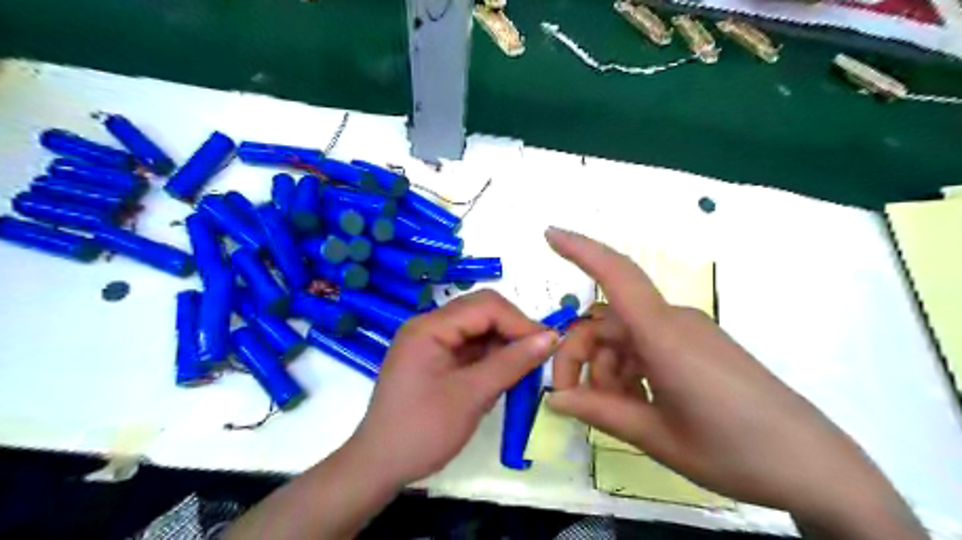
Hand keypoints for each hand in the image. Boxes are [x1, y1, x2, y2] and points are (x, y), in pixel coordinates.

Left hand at [348, 290, 555, 486]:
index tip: (547, 345)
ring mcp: (430, 342)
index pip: (485, 306)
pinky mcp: (434, 359)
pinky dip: (489, 359)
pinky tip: (500, 377)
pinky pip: (468, 348)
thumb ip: (512, 362)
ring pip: (477, 330)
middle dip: (512, 330)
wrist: (379, 467)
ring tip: (521, 370)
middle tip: (537, 356)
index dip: (519, 321)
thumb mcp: (472, 395)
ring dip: (502, 345)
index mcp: (430, 327)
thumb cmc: (423, 431)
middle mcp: (429, 326)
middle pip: (481, 313)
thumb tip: (551, 336)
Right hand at [540, 225, 923, 534]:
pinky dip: (629, 368)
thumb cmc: (735, 453)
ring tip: (617, 411)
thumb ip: (600, 411)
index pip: (616, 275)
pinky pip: (647, 345)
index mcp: (664, 336)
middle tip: (572, 400)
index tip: (549, 234)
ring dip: (606, 368)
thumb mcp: (656, 436)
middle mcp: (673, 321)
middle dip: (580, 355)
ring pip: (624, 337)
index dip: (580, 249)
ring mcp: (688, 332)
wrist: (815, 468)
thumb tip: (555, 400)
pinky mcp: (697, 345)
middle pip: (607, 322)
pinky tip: (638, 402)